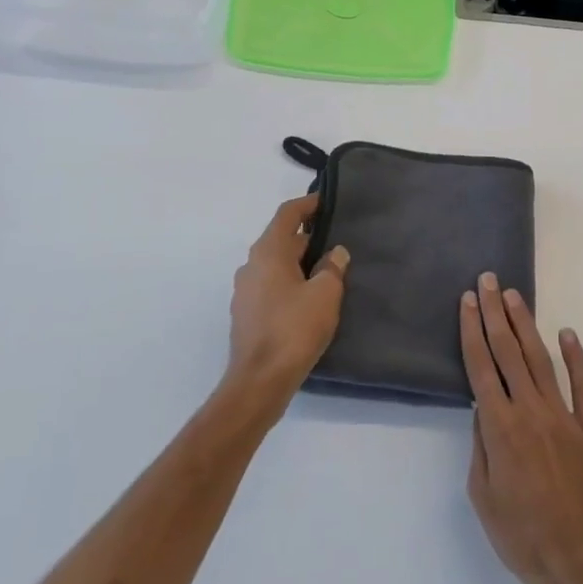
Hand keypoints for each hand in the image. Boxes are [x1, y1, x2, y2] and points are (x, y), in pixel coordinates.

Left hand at [225, 195, 348, 401]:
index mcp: (268, 252)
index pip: (288, 214)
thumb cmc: (294, 329)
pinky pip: (271, 286)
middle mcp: (251, 265)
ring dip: (300, 264)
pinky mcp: (247, 314)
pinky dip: (290, 284)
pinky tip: (310, 300)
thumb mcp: (325, 294)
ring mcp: (245, 291)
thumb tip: (335, 253)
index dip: (308, 204)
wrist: (259, 381)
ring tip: (328, 273)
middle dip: (309, 239)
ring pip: (276, 265)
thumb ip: (332, 268)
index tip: (327, 202)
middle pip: (282, 240)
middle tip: (337, 244)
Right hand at [462, 272, 582, 583]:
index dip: (472, 330)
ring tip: (515, 296)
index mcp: (499, 426)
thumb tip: (482, 407)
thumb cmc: (520, 534)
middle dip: (495, 313)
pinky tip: (567, 334)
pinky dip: (575, 358)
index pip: (481, 366)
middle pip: (508, 352)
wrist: (576, 562)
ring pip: (541, 360)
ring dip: (526, 325)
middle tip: (489, 281)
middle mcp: (530, 411)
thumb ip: (481, 444)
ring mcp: (563, 417)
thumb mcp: (482, 494)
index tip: (467, 301)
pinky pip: (582, 386)